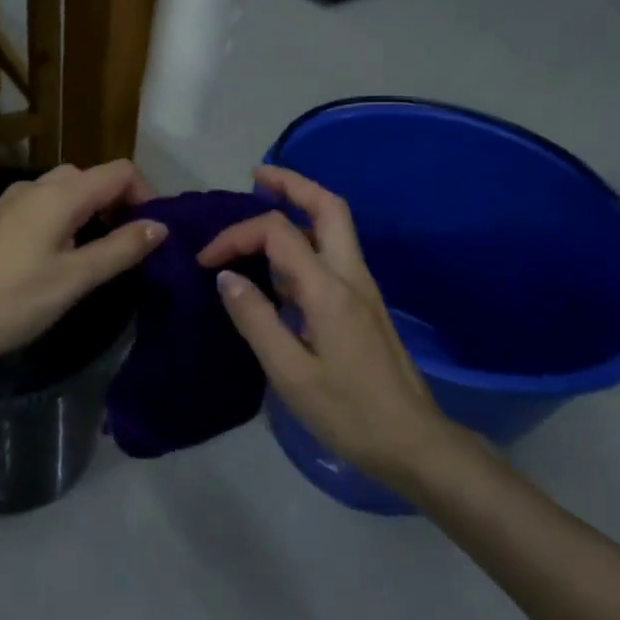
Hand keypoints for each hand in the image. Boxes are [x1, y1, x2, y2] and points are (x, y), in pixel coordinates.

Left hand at [0, 161, 163, 378]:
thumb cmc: (11, 301)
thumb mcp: (74, 279)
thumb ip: (120, 249)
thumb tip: (159, 227)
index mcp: (60, 193)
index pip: (120, 172)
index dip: (146, 196)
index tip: (152, 235)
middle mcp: (36, 186)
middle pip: (93, 178)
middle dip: (119, 204)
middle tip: (128, 248)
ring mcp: (11, 201)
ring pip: (66, 192)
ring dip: (92, 213)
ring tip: (98, 257)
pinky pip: (44, 207)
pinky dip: (66, 221)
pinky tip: (60, 259)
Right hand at [198, 165, 455, 484]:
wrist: (413, 442)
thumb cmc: (349, 412)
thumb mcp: (291, 374)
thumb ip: (256, 320)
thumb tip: (226, 276)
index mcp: (329, 289)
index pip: (278, 232)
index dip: (237, 235)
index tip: (206, 261)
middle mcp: (350, 275)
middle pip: (327, 205)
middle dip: (291, 183)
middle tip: (255, 177)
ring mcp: (362, 287)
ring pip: (335, 224)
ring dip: (301, 205)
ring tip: (263, 205)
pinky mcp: (363, 303)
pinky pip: (334, 251)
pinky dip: (306, 237)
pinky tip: (280, 262)